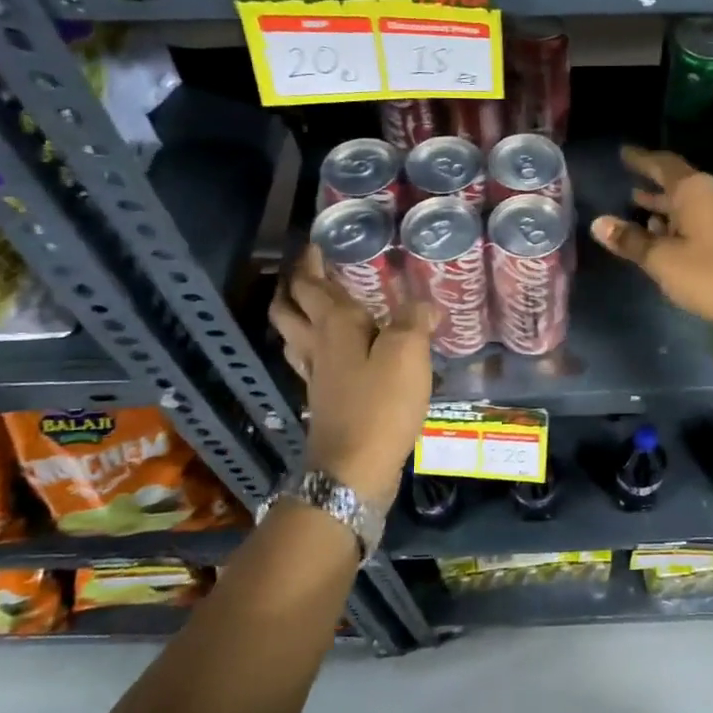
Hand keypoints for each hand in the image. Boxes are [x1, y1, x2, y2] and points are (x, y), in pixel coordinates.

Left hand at [268, 248, 435, 507]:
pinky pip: (310, 360)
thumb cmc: (380, 404)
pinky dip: (314, 345)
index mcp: (334, 325)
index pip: (310, 284)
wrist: (353, 469)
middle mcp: (317, 345)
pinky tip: (334, 351)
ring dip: (296, 314)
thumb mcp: (407, 354)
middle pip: (288, 308)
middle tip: (309, 270)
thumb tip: (424, 305)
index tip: (315, 242)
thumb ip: (414, 322)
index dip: (309, 261)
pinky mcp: (323, 399)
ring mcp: (315, 374)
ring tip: (315, 303)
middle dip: (293, 285)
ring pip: (293, 335)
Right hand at [590, 146, 712, 337]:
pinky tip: (666, 235)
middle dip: (652, 186)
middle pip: (677, 183)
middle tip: (628, 185)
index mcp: (694, 189)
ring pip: (689, 203)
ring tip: (639, 210)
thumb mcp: (663, 260)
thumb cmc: (710, 274)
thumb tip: (599, 223)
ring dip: (665, 206)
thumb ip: (631, 240)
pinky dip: (680, 221)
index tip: (623, 154)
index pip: (662, 164)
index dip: (641, 160)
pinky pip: (701, 217)